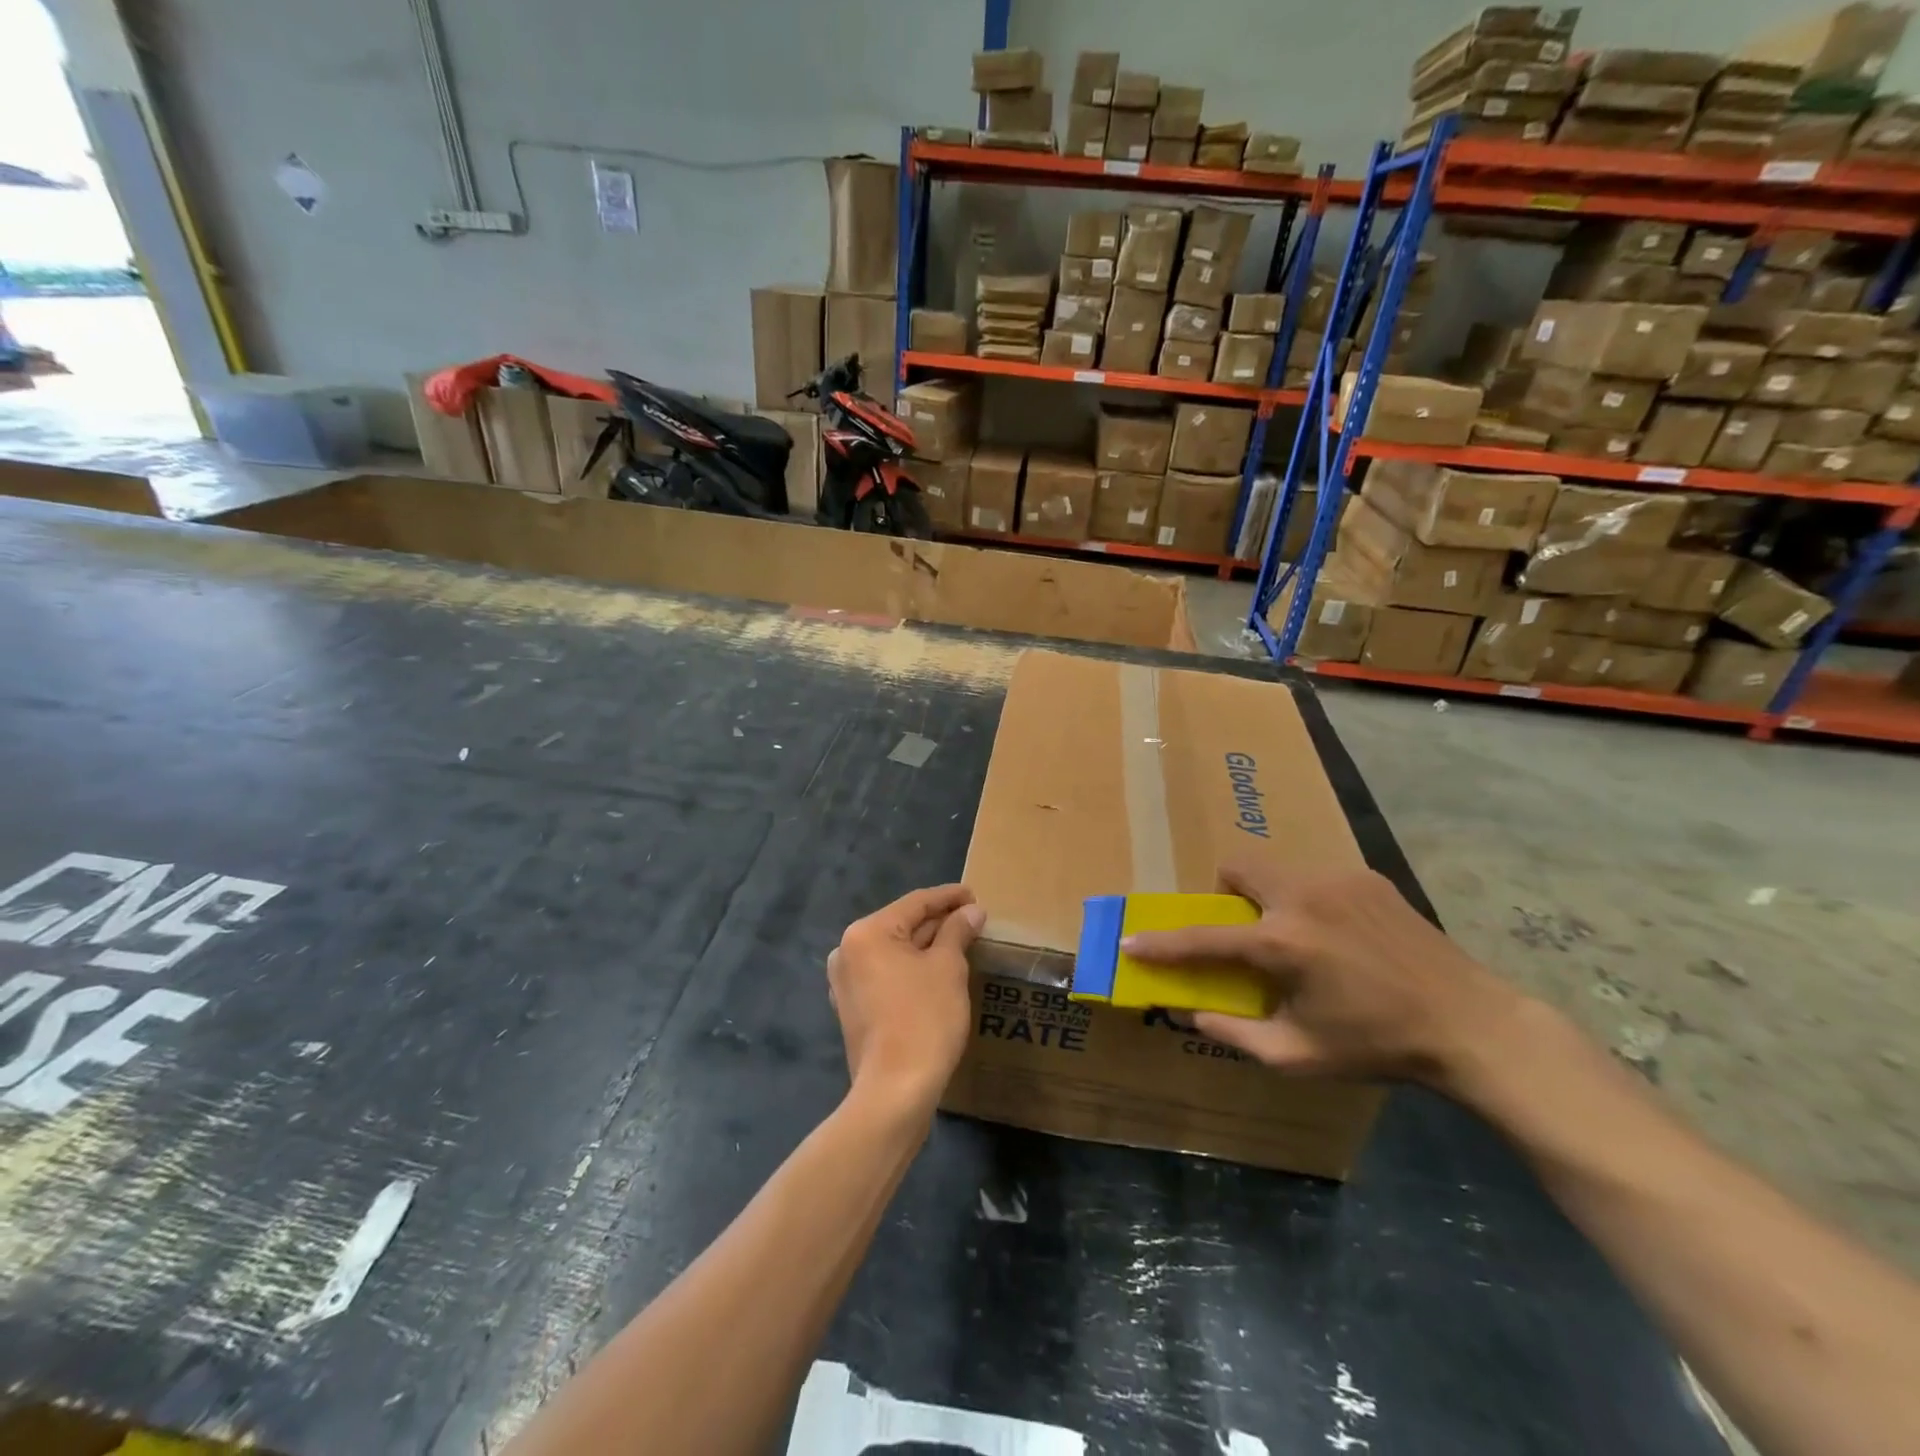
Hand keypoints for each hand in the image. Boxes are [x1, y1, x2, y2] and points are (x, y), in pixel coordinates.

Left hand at [827, 885, 983, 1115]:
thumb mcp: (948, 967)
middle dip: (939, 922)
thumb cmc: (924, 1018)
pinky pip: (887, 975)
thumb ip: (957, 931)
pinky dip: (912, 969)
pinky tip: (937, 972)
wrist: (896, 1090)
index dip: (949, 897)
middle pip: (902, 925)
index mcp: (867, 932)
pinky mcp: (853, 1008)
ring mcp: (846, 982)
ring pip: (895, 952)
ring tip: (961, 941)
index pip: (916, 903)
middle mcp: (848, 951)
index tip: (975, 895)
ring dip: (927, 946)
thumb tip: (971, 911)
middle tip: (973, 919)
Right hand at [1122, 859, 1521, 1087]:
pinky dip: (1309, 900)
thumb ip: (1235, 1033)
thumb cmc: (1378, 1045)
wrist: (1470, 1023)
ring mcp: (1338, 880)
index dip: (1162, 943)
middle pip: (1238, 866)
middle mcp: (1302, 897)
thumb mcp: (1298, 1055)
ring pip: (1278, 868)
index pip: (1203, 938)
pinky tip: (1341, 936)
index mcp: (1282, 943)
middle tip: (1244, 929)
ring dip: (1268, 896)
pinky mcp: (1368, 878)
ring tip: (1299, 937)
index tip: (1133, 943)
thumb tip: (1191, 1013)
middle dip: (1225, 892)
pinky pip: (1317, 877)